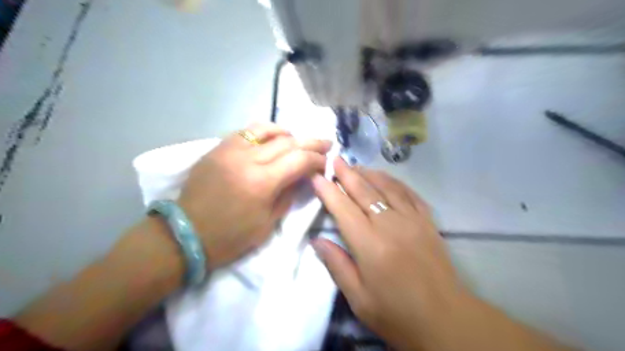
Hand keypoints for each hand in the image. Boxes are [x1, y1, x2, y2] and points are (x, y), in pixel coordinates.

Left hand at [178, 124, 329, 267]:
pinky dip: (264, 132)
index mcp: (261, 183)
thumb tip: (304, 176)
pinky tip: (271, 139)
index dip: (317, 159)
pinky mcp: (217, 148)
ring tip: (297, 140)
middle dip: (310, 142)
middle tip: (324, 144)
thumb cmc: (231, 237)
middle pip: (287, 141)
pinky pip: (245, 131)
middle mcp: (247, 159)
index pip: (299, 160)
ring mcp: (229, 150)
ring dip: (287, 133)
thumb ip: (289, 194)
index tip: (325, 162)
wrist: (186, 234)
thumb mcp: (268, 223)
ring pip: (266, 129)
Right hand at [310, 157, 465, 348]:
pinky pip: (410, 194)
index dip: (328, 191)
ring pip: (387, 187)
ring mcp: (413, 220)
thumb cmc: (397, 314)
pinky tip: (387, 178)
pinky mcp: (428, 222)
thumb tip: (317, 240)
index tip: (317, 176)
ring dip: (369, 173)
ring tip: (356, 166)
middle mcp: (390, 224)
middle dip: (346, 173)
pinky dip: (396, 182)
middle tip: (335, 159)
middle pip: (364, 191)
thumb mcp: (359, 299)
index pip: (343, 209)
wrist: (446, 320)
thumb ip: (337, 265)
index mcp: (370, 244)